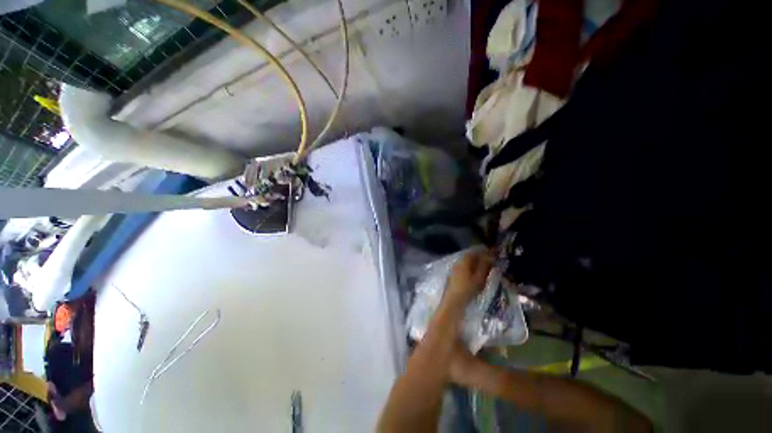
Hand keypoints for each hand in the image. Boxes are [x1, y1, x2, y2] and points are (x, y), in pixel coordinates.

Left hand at [444, 249, 493, 306]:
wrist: (452, 304)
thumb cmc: (467, 290)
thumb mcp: (480, 277)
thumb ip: (485, 265)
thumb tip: (490, 256)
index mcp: (464, 260)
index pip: (476, 251)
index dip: (486, 253)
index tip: (494, 256)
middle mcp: (457, 262)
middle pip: (471, 257)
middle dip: (481, 259)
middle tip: (491, 264)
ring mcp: (453, 270)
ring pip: (467, 264)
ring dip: (475, 266)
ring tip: (484, 272)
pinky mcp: (452, 279)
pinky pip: (463, 271)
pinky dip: (470, 272)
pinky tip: (475, 279)